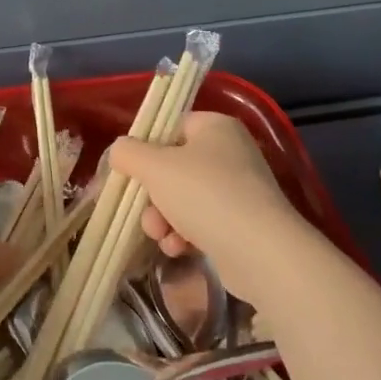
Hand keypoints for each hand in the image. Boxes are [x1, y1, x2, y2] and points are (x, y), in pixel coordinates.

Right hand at [109, 111, 319, 306]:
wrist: (261, 252)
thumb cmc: (205, 195)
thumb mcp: (155, 167)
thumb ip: (128, 153)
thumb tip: (119, 151)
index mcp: (214, 126)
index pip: (169, 127)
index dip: (145, 149)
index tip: (129, 173)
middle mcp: (230, 151)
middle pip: (173, 167)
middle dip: (152, 195)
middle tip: (145, 213)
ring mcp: (239, 188)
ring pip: (184, 198)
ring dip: (164, 218)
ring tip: (162, 236)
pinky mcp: (243, 222)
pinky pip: (202, 221)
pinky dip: (185, 234)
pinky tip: (179, 249)